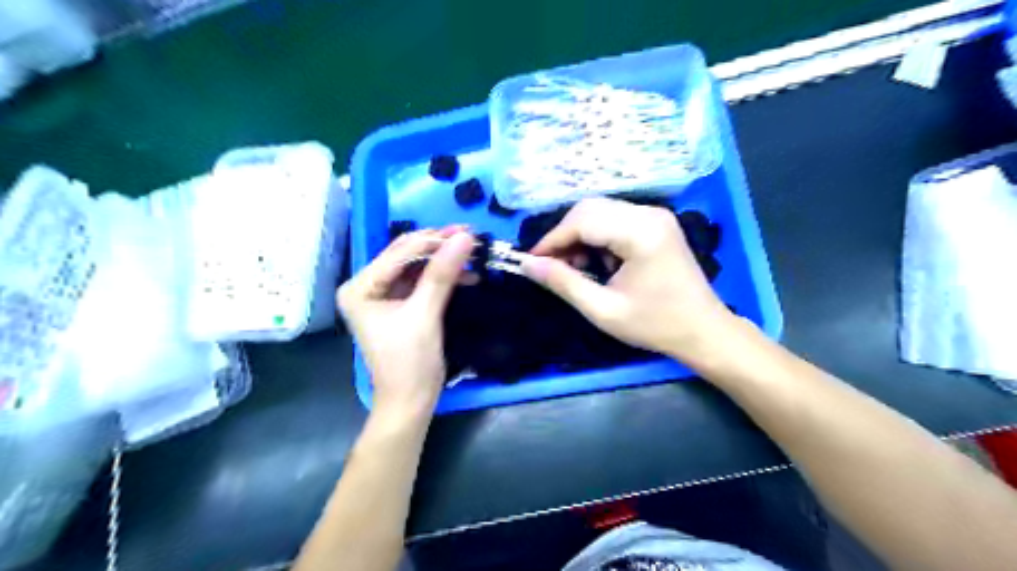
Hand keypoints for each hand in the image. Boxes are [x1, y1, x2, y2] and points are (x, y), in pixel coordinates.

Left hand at [336, 227, 471, 418]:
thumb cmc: (410, 362)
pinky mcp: (398, 305)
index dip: (433, 241)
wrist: (410, 402)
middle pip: (406, 256)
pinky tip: (465, 274)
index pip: (399, 253)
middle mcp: (366, 286)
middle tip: (471, 236)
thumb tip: (465, 238)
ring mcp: (381, 296)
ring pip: (416, 267)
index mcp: (360, 287)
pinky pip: (420, 282)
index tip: (467, 231)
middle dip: (439, 247)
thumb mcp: (425, 314)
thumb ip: (442, 273)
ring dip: (443, 261)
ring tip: (473, 254)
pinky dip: (442, 278)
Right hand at [520, 198, 735, 366]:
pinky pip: (615, 219)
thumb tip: (528, 265)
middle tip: (552, 267)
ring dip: (580, 237)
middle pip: (590, 209)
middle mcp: (648, 213)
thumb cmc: (655, 325)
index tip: (532, 263)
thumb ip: (563, 283)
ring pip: (600, 212)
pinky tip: (598, 264)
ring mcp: (655, 215)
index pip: (582, 221)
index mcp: (640, 232)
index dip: (552, 240)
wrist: (703, 330)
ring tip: (576, 269)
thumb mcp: (603, 310)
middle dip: (564, 237)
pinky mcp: (656, 223)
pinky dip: (597, 238)